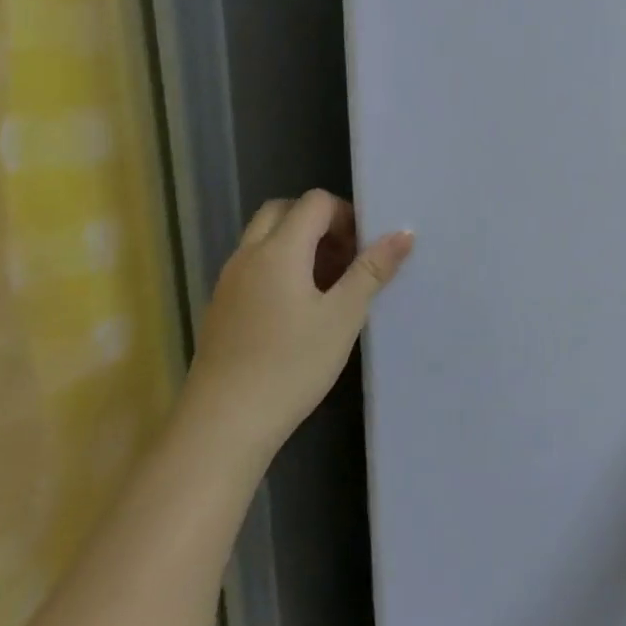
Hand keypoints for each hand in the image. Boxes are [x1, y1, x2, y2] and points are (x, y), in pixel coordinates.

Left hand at [185, 190, 412, 460]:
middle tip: (347, 258)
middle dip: (319, 223)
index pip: (314, 203)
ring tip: (330, 286)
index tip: (366, 249)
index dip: (346, 215)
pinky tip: (301, 310)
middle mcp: (247, 256)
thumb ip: (372, 270)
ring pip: (264, 240)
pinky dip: (280, 268)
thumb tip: (403, 234)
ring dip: (299, 245)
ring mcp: (229, 282)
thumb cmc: (292, 364)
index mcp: (278, 251)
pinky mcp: (222, 308)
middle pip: (282, 212)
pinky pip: (254, 267)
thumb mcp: (344, 316)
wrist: (225, 423)